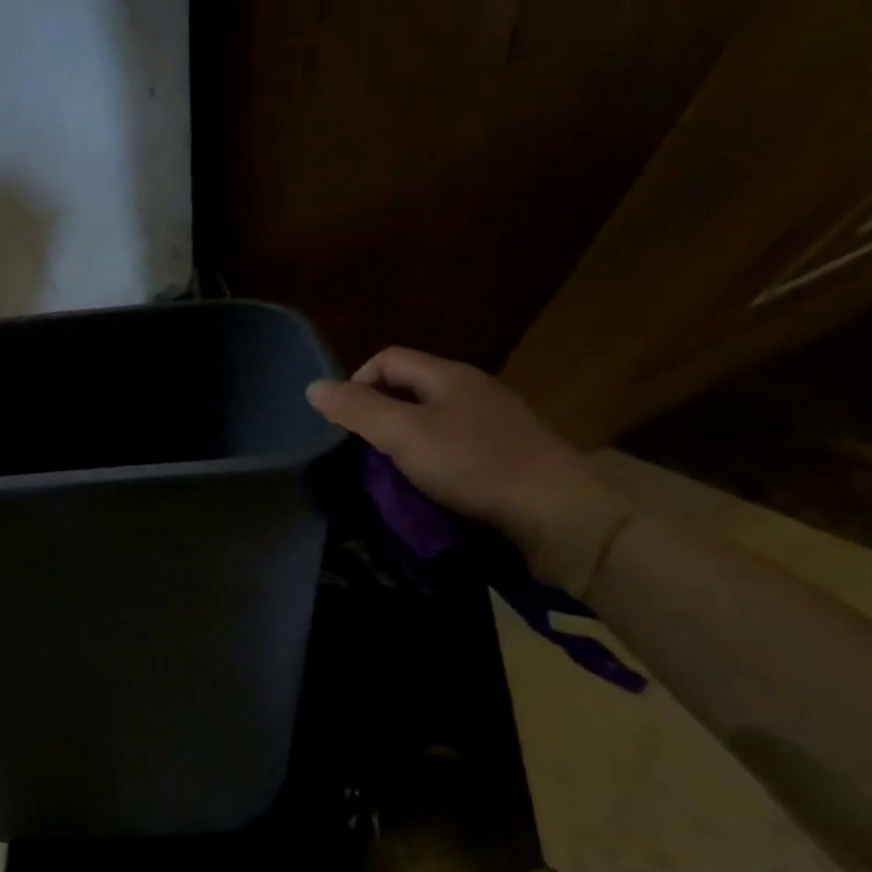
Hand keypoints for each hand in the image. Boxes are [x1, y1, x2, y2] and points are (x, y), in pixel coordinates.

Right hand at [306, 348, 632, 594]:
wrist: (558, 513)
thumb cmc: (474, 465)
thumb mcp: (404, 435)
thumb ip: (358, 410)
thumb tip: (313, 387)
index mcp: (448, 374)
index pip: (387, 358)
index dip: (357, 383)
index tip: (346, 425)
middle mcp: (472, 388)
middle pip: (409, 388)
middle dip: (379, 415)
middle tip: (367, 453)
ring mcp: (494, 420)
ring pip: (432, 418)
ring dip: (405, 440)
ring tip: (395, 473)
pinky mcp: (507, 452)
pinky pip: (455, 443)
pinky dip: (434, 458)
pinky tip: (433, 485)